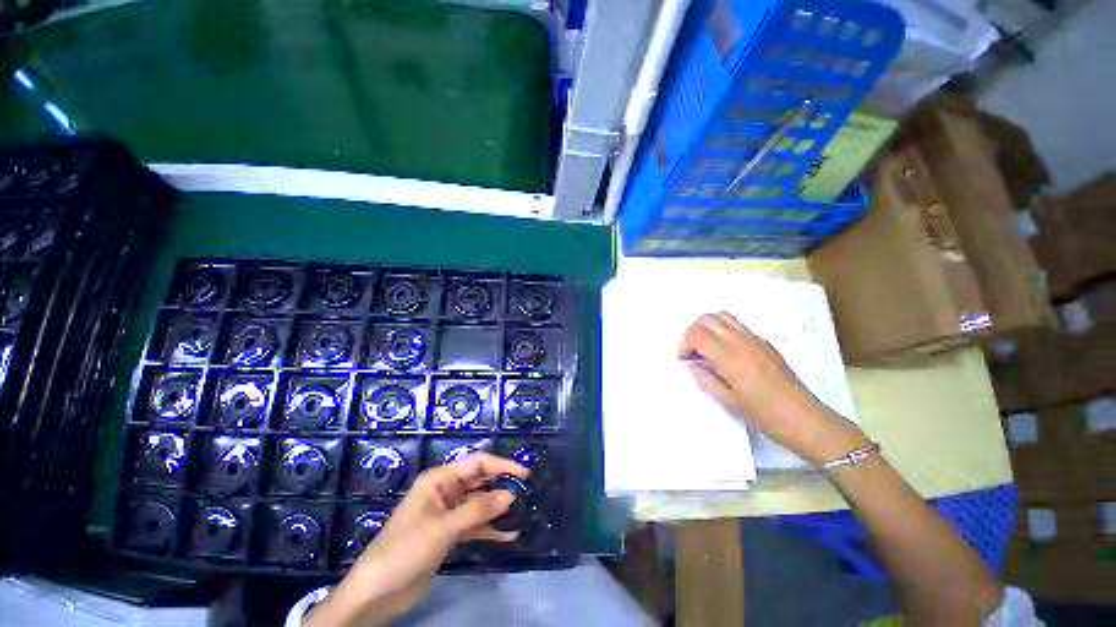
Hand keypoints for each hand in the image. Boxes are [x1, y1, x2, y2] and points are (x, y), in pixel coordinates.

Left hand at [305, 452, 528, 626]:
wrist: (376, 593)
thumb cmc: (405, 550)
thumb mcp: (443, 528)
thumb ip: (478, 510)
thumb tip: (511, 495)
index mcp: (439, 479)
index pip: (476, 463)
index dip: (501, 465)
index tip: (524, 474)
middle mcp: (445, 491)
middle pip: (479, 481)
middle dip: (501, 486)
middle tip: (526, 494)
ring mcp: (447, 513)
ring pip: (479, 504)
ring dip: (497, 509)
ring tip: (521, 514)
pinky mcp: (448, 534)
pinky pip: (474, 525)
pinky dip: (489, 529)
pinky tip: (508, 536)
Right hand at [677, 312, 867, 464]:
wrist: (804, 418)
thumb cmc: (763, 415)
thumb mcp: (728, 401)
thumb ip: (706, 379)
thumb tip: (692, 364)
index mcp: (730, 357)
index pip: (697, 334)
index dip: (684, 343)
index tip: (683, 359)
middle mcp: (741, 341)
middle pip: (707, 319)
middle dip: (692, 331)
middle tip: (691, 351)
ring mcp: (755, 339)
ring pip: (723, 316)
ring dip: (707, 327)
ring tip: (706, 347)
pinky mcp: (765, 343)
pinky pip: (738, 325)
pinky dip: (723, 330)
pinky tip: (726, 352)